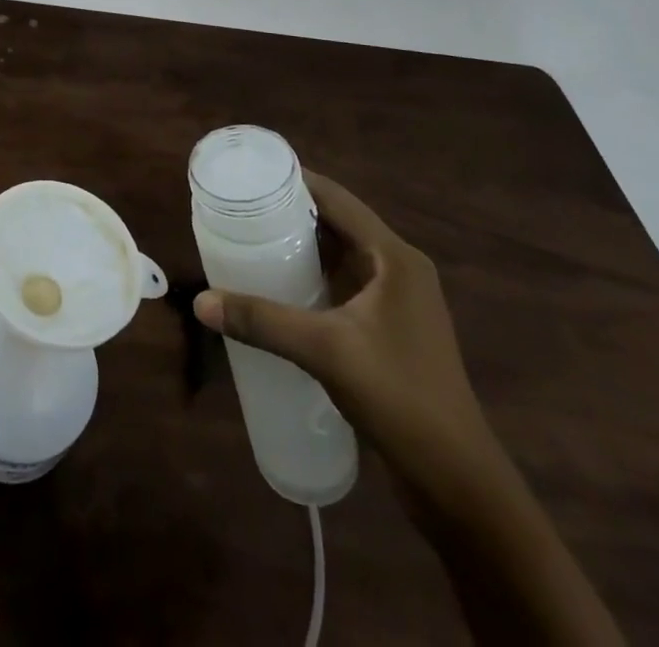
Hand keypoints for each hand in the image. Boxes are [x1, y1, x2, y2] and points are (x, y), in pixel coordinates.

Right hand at [194, 171, 497, 497]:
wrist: (457, 482)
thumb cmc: (400, 397)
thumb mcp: (325, 350)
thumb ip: (262, 321)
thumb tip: (201, 301)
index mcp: (395, 258)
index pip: (338, 199)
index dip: (295, 182)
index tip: (250, 175)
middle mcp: (399, 269)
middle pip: (338, 223)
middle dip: (290, 213)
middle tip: (240, 208)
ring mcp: (397, 301)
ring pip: (340, 255)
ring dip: (300, 246)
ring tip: (249, 239)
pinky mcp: (390, 330)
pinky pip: (343, 284)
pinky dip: (311, 277)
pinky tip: (278, 288)